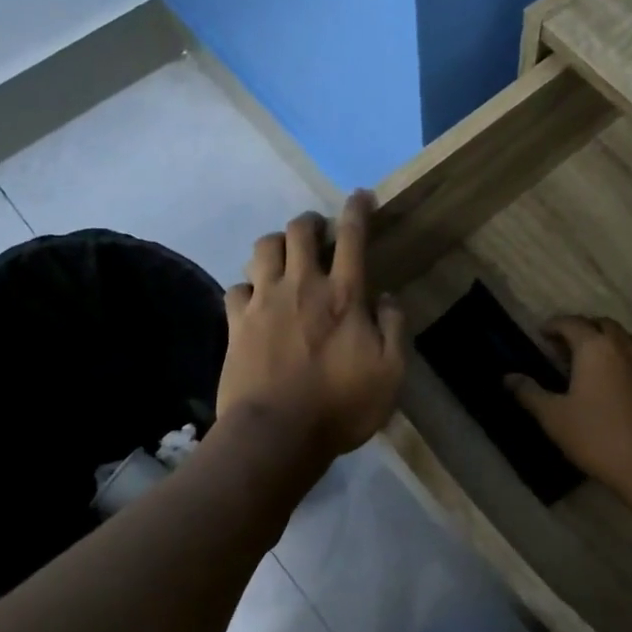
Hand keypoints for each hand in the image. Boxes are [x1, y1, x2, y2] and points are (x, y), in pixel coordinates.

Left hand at [218, 191, 406, 458]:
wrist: (276, 434)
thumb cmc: (341, 406)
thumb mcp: (391, 373)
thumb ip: (394, 329)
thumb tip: (389, 297)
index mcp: (345, 295)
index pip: (352, 237)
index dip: (357, 210)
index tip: (360, 196)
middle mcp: (302, 285)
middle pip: (300, 230)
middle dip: (311, 221)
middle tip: (319, 231)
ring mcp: (264, 301)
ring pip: (264, 248)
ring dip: (277, 244)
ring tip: (285, 257)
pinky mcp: (237, 322)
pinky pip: (237, 287)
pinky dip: (249, 285)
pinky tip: (256, 297)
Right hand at [506, 316, 631, 498]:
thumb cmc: (598, 436)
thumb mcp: (554, 417)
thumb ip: (530, 393)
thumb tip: (508, 377)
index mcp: (595, 347)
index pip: (571, 323)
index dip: (553, 325)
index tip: (540, 333)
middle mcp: (623, 346)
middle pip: (601, 324)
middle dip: (581, 329)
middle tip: (563, 346)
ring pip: (623, 339)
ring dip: (604, 342)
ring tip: (587, 362)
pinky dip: (620, 359)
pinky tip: (611, 384)